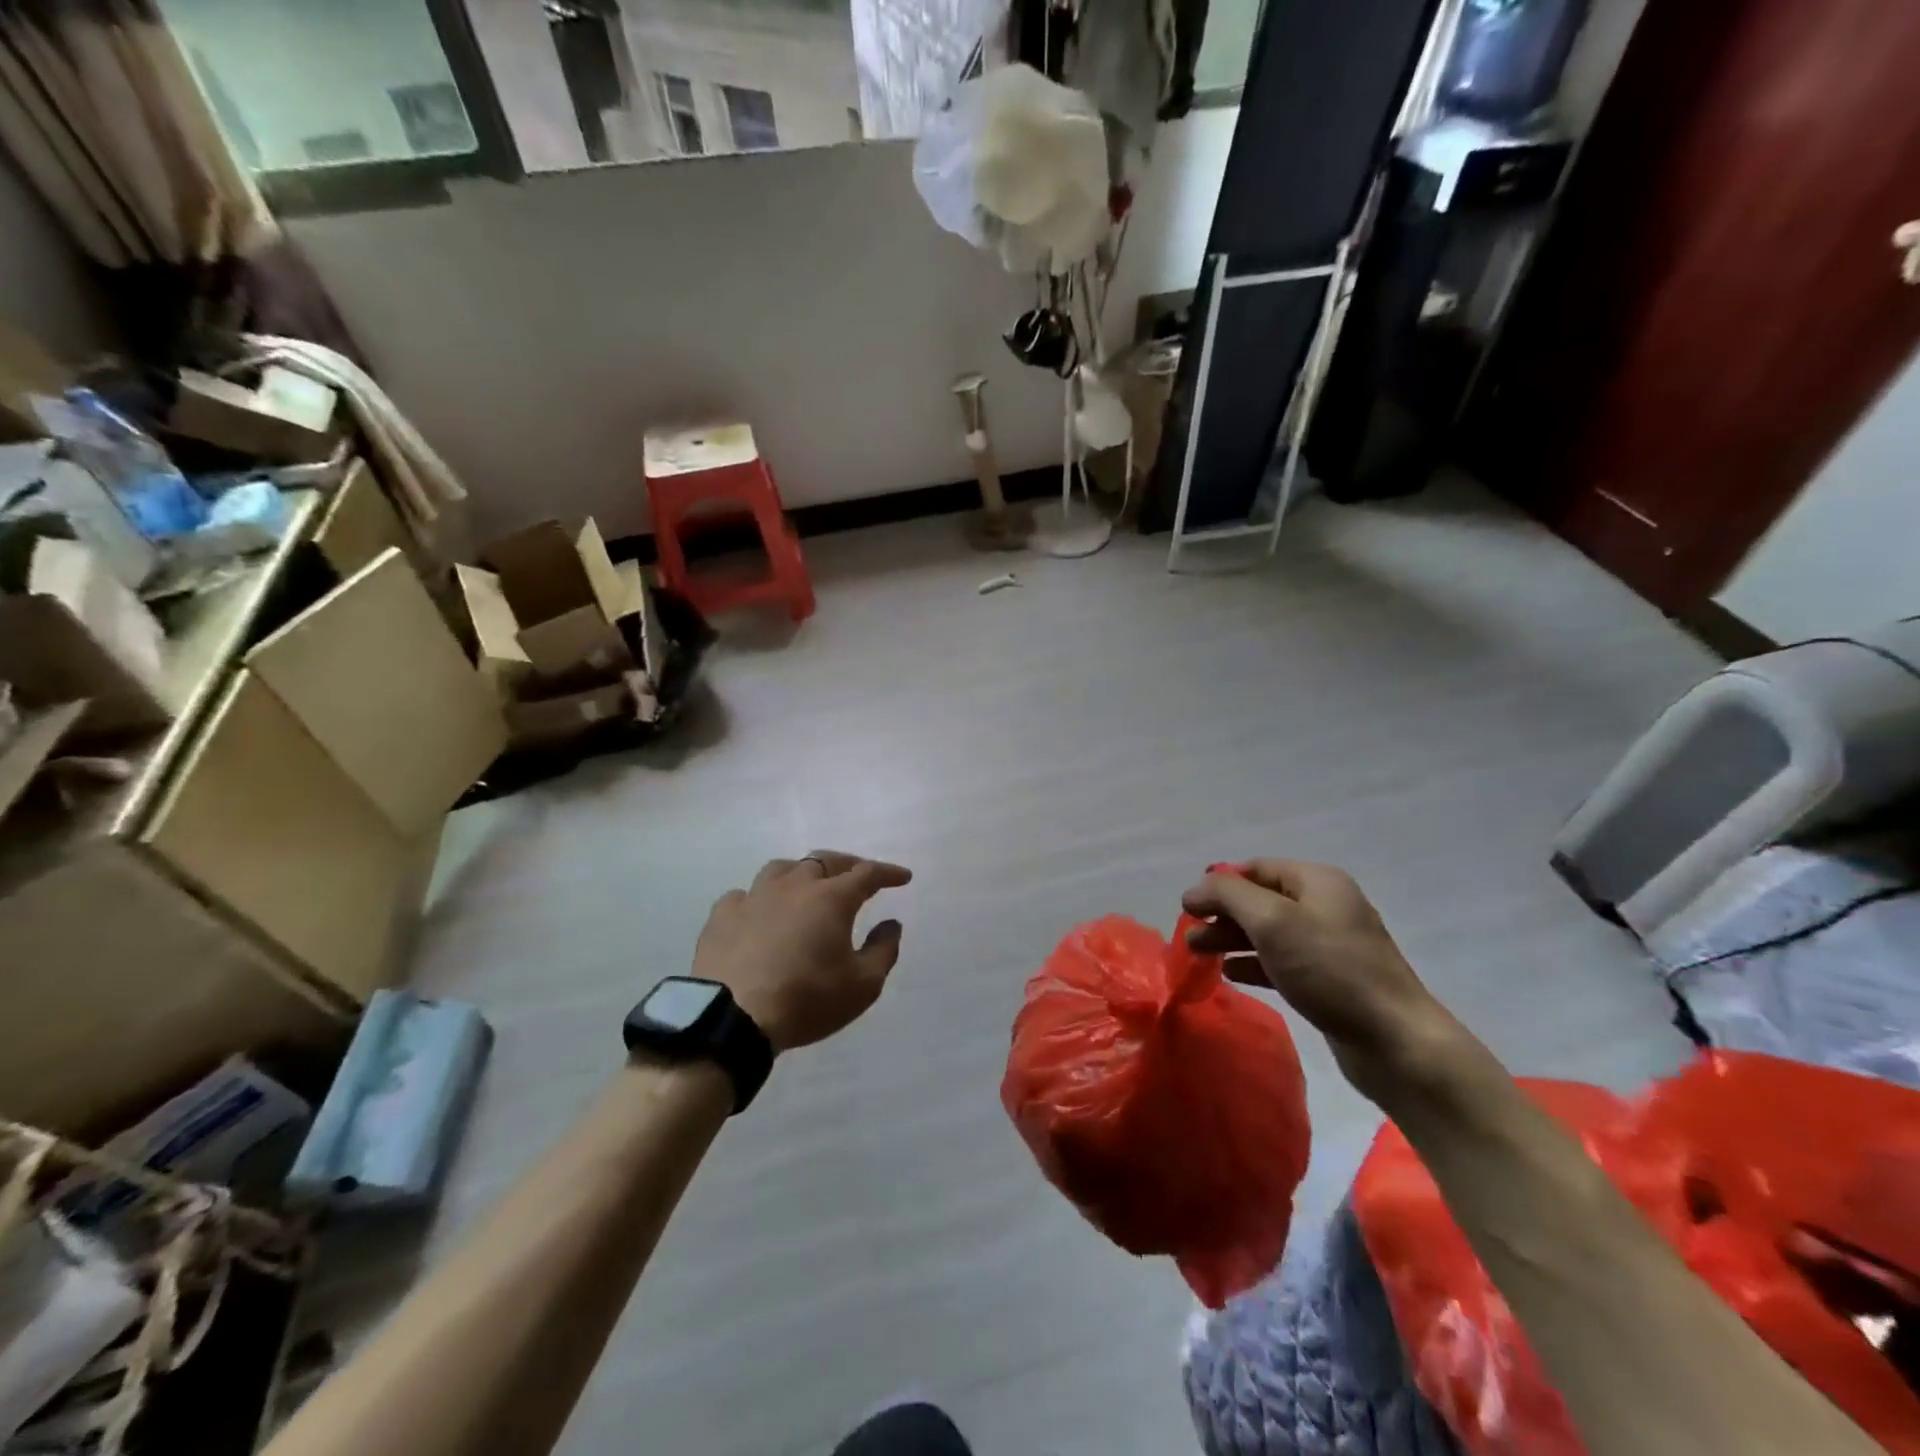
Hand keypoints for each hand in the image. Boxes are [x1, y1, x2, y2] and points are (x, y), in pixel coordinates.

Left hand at [692, 852, 912, 1053]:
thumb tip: (891, 924)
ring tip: (807, 886)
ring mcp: (754, 896)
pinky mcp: (722, 915)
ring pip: (782, 869)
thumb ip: (883, 950)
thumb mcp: (862, 986)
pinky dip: (759, 899)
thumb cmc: (806, 1000)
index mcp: (831, 898)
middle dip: (847, 864)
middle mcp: (794, 886)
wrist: (731, 1018)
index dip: (888, 873)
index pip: (867, 873)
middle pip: (824, 860)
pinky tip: (759, 913)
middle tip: (858, 875)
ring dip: (801, 873)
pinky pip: (744, 895)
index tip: (903, 878)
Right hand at [1181, 859, 1462, 1099]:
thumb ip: (1227, 895)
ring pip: (1268, 932)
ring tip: (1198, 955)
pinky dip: (1253, 963)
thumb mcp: (1272, 921)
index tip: (1188, 908)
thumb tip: (1194, 890)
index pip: (1255, 868)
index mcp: (1317, 881)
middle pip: (1260, 900)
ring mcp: (1330, 944)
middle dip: (1222, 914)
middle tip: (1189, 936)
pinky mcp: (1330, 979)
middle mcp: (1325, 905)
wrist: (1395, 1041)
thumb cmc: (1330, 970)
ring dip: (1232, 939)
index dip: (1218, 884)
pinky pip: (1282, 961)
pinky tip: (1230, 975)